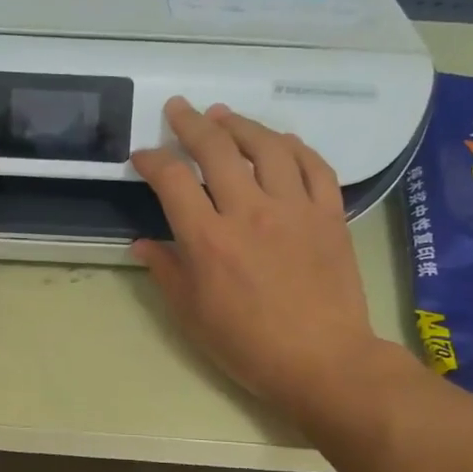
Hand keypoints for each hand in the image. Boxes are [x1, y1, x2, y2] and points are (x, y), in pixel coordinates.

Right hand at [130, 98, 387, 419]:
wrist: (322, 361)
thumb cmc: (247, 345)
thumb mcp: (191, 315)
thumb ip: (166, 271)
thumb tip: (143, 244)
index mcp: (208, 239)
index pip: (172, 180)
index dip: (152, 160)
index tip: (143, 156)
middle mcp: (249, 212)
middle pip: (216, 149)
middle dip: (191, 124)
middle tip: (178, 109)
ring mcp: (295, 209)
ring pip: (267, 147)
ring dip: (241, 125)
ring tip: (224, 116)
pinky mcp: (330, 215)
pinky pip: (314, 166)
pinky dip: (295, 147)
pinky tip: (280, 141)